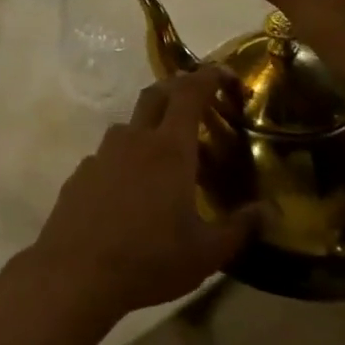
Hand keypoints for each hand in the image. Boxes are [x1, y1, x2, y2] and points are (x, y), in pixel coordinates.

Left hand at [27, 67, 257, 325]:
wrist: (77, 270)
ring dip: (151, 126)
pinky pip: (110, 153)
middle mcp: (134, 139)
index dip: (208, 76)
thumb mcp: (206, 253)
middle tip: (199, 102)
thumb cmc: (150, 259)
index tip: (225, 73)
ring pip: (130, 124)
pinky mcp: (82, 171)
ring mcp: (103, 153)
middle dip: (178, 88)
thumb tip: (268, 211)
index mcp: (169, 149)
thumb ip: (240, 228)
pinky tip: (133, 189)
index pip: (190, 93)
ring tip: (169, 156)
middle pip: (155, 94)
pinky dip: (128, 158)